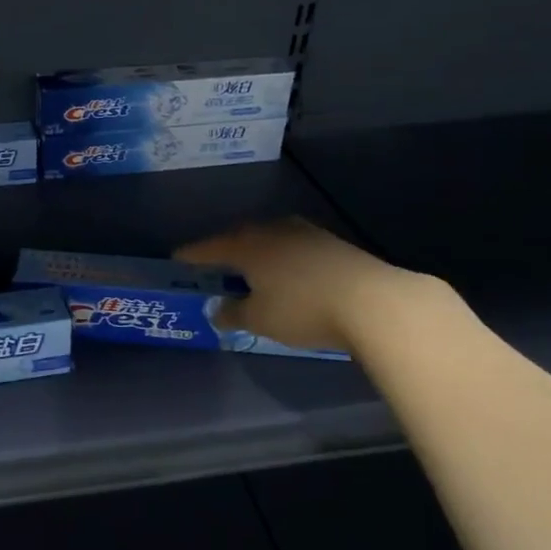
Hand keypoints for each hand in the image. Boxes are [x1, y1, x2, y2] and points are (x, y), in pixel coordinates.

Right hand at [175, 218, 437, 354]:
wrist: (373, 301)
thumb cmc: (303, 309)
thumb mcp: (260, 319)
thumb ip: (234, 313)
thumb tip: (218, 308)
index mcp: (247, 245)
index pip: (209, 248)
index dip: (192, 256)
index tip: (177, 259)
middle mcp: (273, 230)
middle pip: (240, 238)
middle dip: (225, 251)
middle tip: (213, 265)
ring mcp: (305, 233)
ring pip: (269, 239)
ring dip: (256, 252)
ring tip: (249, 268)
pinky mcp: (331, 243)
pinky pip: (292, 246)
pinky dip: (281, 258)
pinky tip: (285, 272)